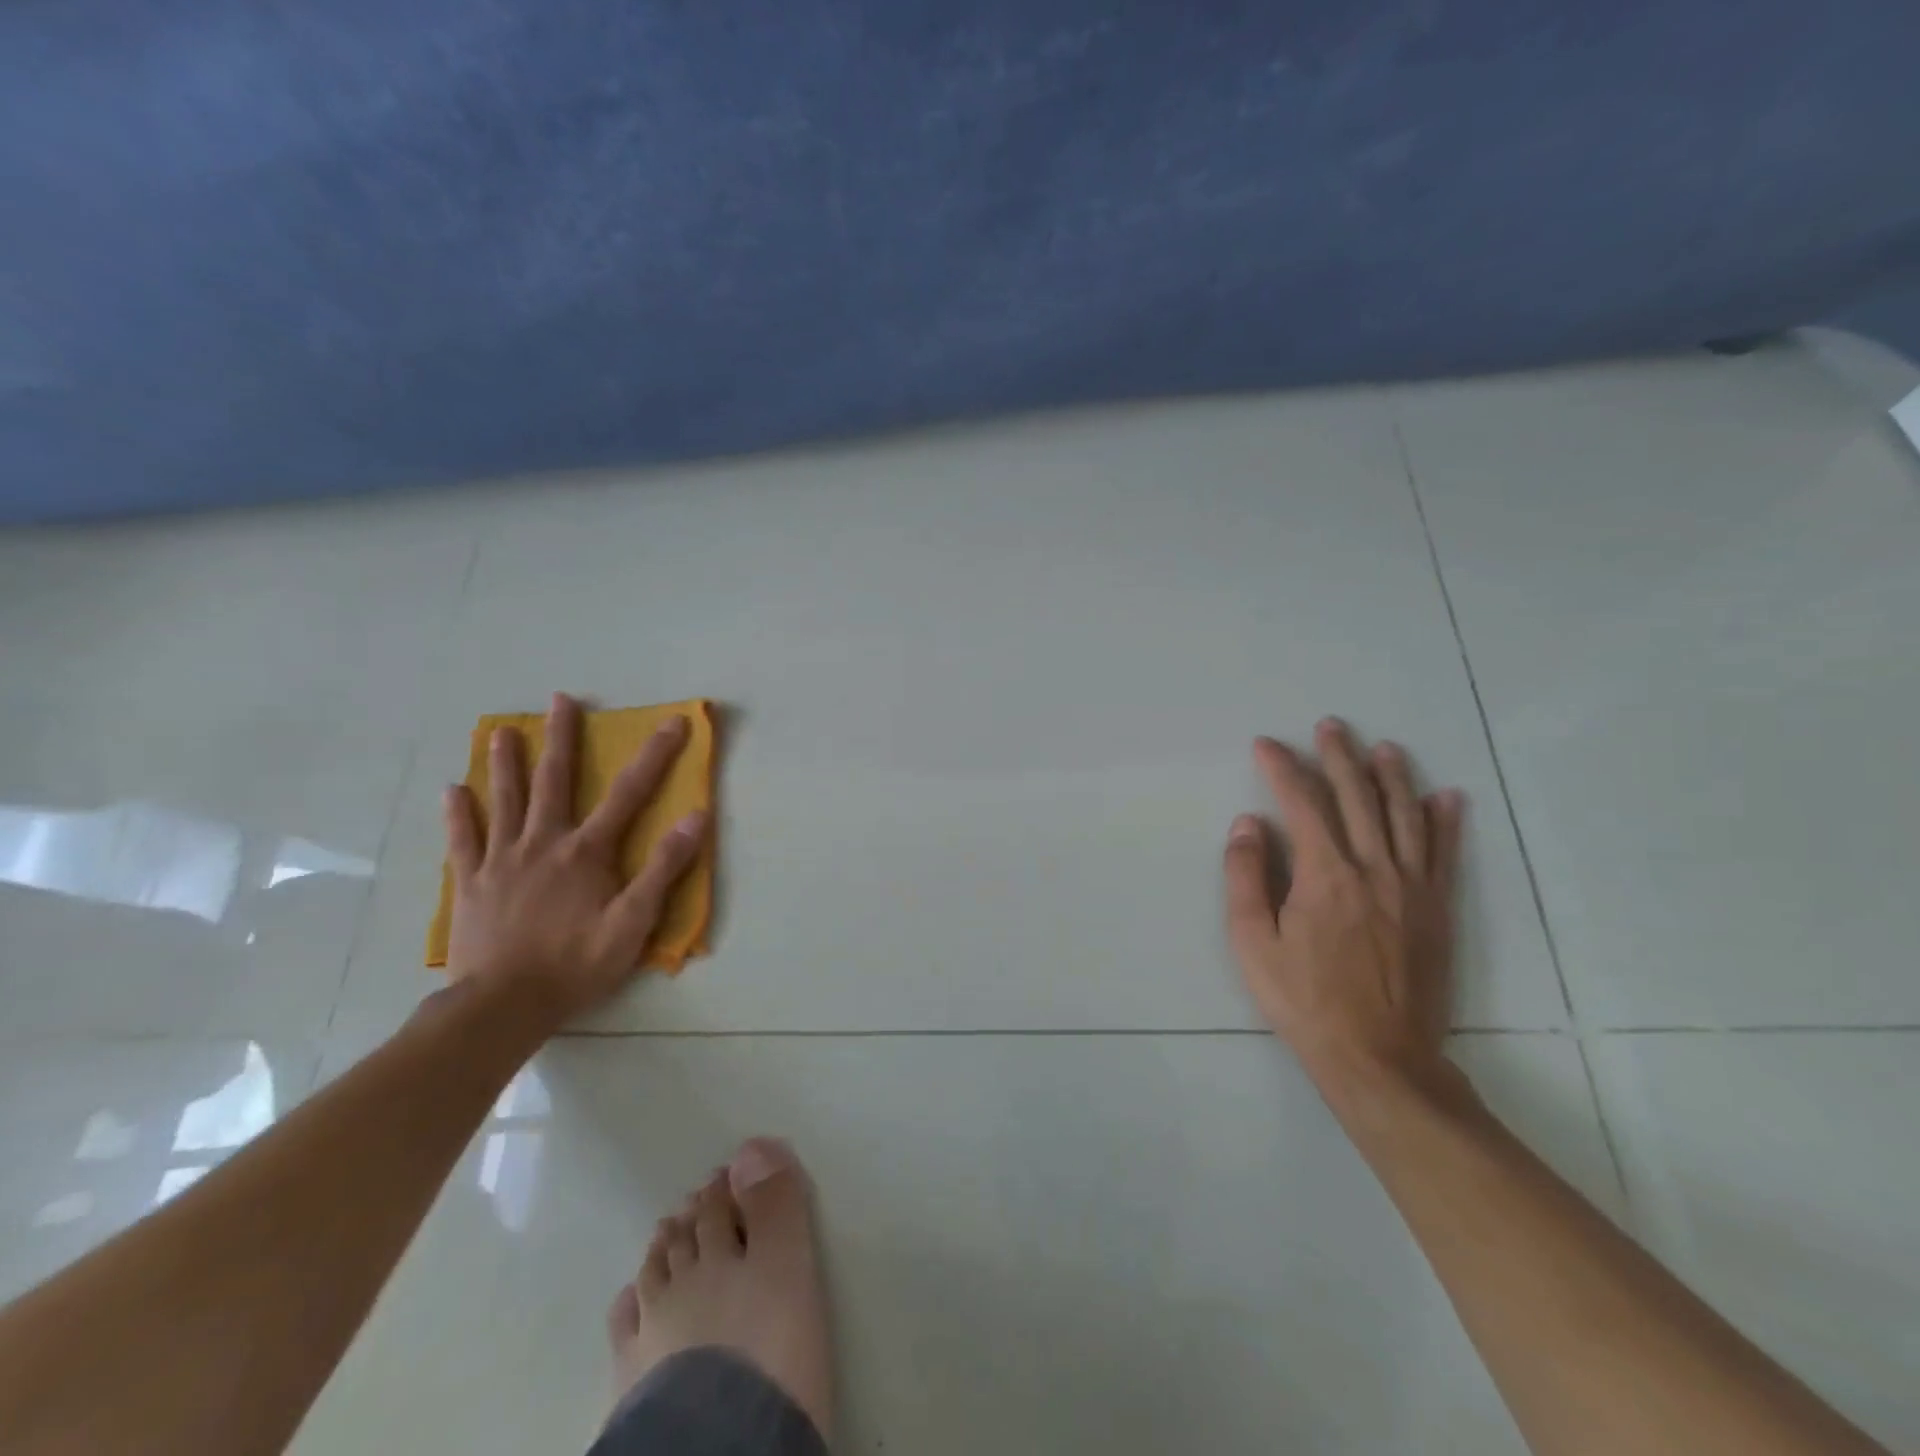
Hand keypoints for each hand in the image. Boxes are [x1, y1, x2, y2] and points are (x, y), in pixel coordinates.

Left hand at [442, 692, 708, 1022]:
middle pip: (554, 781)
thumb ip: (664, 867)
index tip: (674, 721)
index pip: (630, 792)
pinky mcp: (470, 883)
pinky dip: (459, 814)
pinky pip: (462, 841)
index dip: (656, 754)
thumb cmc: (576, 963)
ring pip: (504, 800)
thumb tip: (695, 817)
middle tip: (560, 701)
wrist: (502, 1005)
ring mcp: (501, 860)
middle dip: (561, 739)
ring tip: (501, 731)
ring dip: (505, 763)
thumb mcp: (634, 921)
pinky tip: (453, 791)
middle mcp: (543, 842)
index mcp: (586, 851)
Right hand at [1223, 717, 1465, 1098]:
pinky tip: (1446, 798)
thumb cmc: (1304, 1000)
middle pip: (1357, 797)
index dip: (1283, 768)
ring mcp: (1412, 888)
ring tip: (1383, 748)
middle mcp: (1373, 868)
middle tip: (1330, 726)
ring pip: (1404, 816)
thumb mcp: (1252, 943)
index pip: (1302, 803)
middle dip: (1340, 757)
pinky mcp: (1437, 910)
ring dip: (1392, 777)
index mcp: (1325, 874)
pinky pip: (1444, 854)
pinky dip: (1445, 822)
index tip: (1266, 745)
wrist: (1379, 1057)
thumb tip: (1248, 824)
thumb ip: (1245, 877)